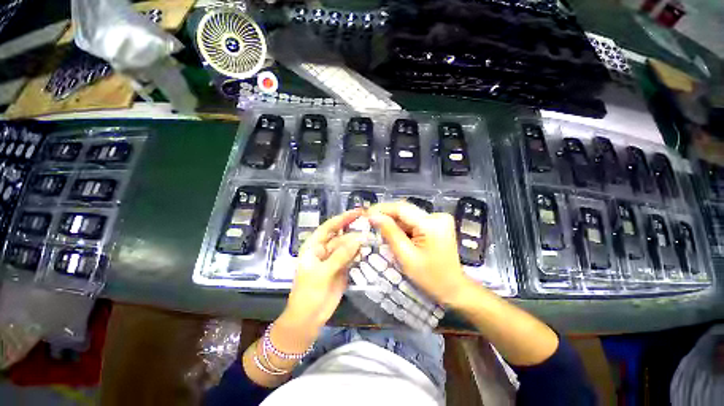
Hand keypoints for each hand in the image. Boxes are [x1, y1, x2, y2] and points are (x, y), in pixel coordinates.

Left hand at [283, 210, 363, 329]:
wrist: (309, 319)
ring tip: (372, 238)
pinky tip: (367, 251)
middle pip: (341, 236)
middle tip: (370, 226)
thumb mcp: (323, 273)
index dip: (342, 218)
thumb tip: (358, 239)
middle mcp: (325, 249)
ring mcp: (334, 259)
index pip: (329, 227)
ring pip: (348, 246)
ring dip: (358, 242)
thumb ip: (340, 255)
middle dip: (354, 231)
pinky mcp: (342, 268)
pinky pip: (352, 257)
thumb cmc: (308, 294)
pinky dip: (359, 254)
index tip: (358, 212)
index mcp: (314, 246)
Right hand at [368, 201, 470, 305]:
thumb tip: (373, 216)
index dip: (381, 209)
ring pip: (408, 215)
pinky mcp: (437, 223)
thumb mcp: (406, 256)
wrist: (454, 288)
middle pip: (405, 210)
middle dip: (386, 215)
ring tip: (378, 229)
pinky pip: (414, 221)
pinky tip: (394, 234)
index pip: (401, 208)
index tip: (366, 214)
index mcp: (431, 224)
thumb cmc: (430, 278)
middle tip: (369, 221)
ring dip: (393, 222)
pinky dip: (403, 226)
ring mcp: (439, 219)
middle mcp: (437, 216)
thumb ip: (390, 233)